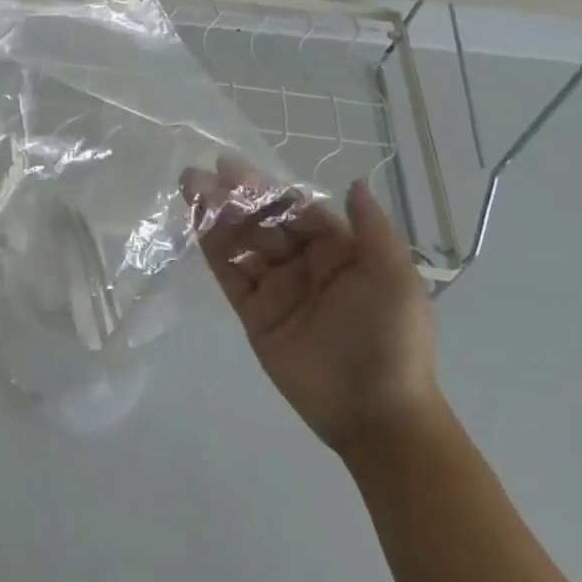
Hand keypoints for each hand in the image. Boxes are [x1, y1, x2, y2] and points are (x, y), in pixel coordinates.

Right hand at [182, 164, 442, 458]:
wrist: (374, 413)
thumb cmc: (391, 339)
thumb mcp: (394, 279)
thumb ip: (373, 230)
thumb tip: (355, 182)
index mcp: (338, 250)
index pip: (295, 209)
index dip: (266, 188)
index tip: (233, 169)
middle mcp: (303, 262)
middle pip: (262, 221)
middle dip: (232, 197)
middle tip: (197, 175)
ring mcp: (275, 287)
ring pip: (240, 242)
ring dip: (215, 215)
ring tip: (187, 188)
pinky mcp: (253, 312)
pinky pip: (229, 274)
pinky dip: (211, 248)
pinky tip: (194, 224)